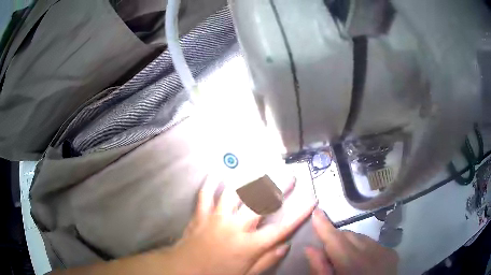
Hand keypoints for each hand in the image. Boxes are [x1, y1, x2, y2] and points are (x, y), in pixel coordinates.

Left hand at [166, 177, 316, 274]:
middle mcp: (235, 227)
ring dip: (248, 179)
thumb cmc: (217, 274)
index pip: (281, 228)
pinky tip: (218, 170)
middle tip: (289, 176)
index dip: (299, 214)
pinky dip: (211, 181)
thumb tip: (285, 246)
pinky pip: (206, 194)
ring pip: (234, 193)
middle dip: (278, 187)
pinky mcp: (201, 214)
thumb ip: (267, 261)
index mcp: (249, 245)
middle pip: (260, 203)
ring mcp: (216, 218)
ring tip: (259, 167)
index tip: (312, 200)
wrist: (183, 270)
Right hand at [305, 210, 398, 274]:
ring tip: (346, 259)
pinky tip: (362, 261)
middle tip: (329, 252)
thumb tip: (310, 248)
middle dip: (337, 239)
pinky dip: (363, 247)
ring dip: (351, 243)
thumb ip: (320, 269)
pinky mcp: (392, 253)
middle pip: (349, 235)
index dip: (325, 226)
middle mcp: (372, 253)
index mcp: (353, 265)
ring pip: (361, 237)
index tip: (316, 211)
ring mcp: (385, 251)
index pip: (336, 239)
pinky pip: (373, 243)